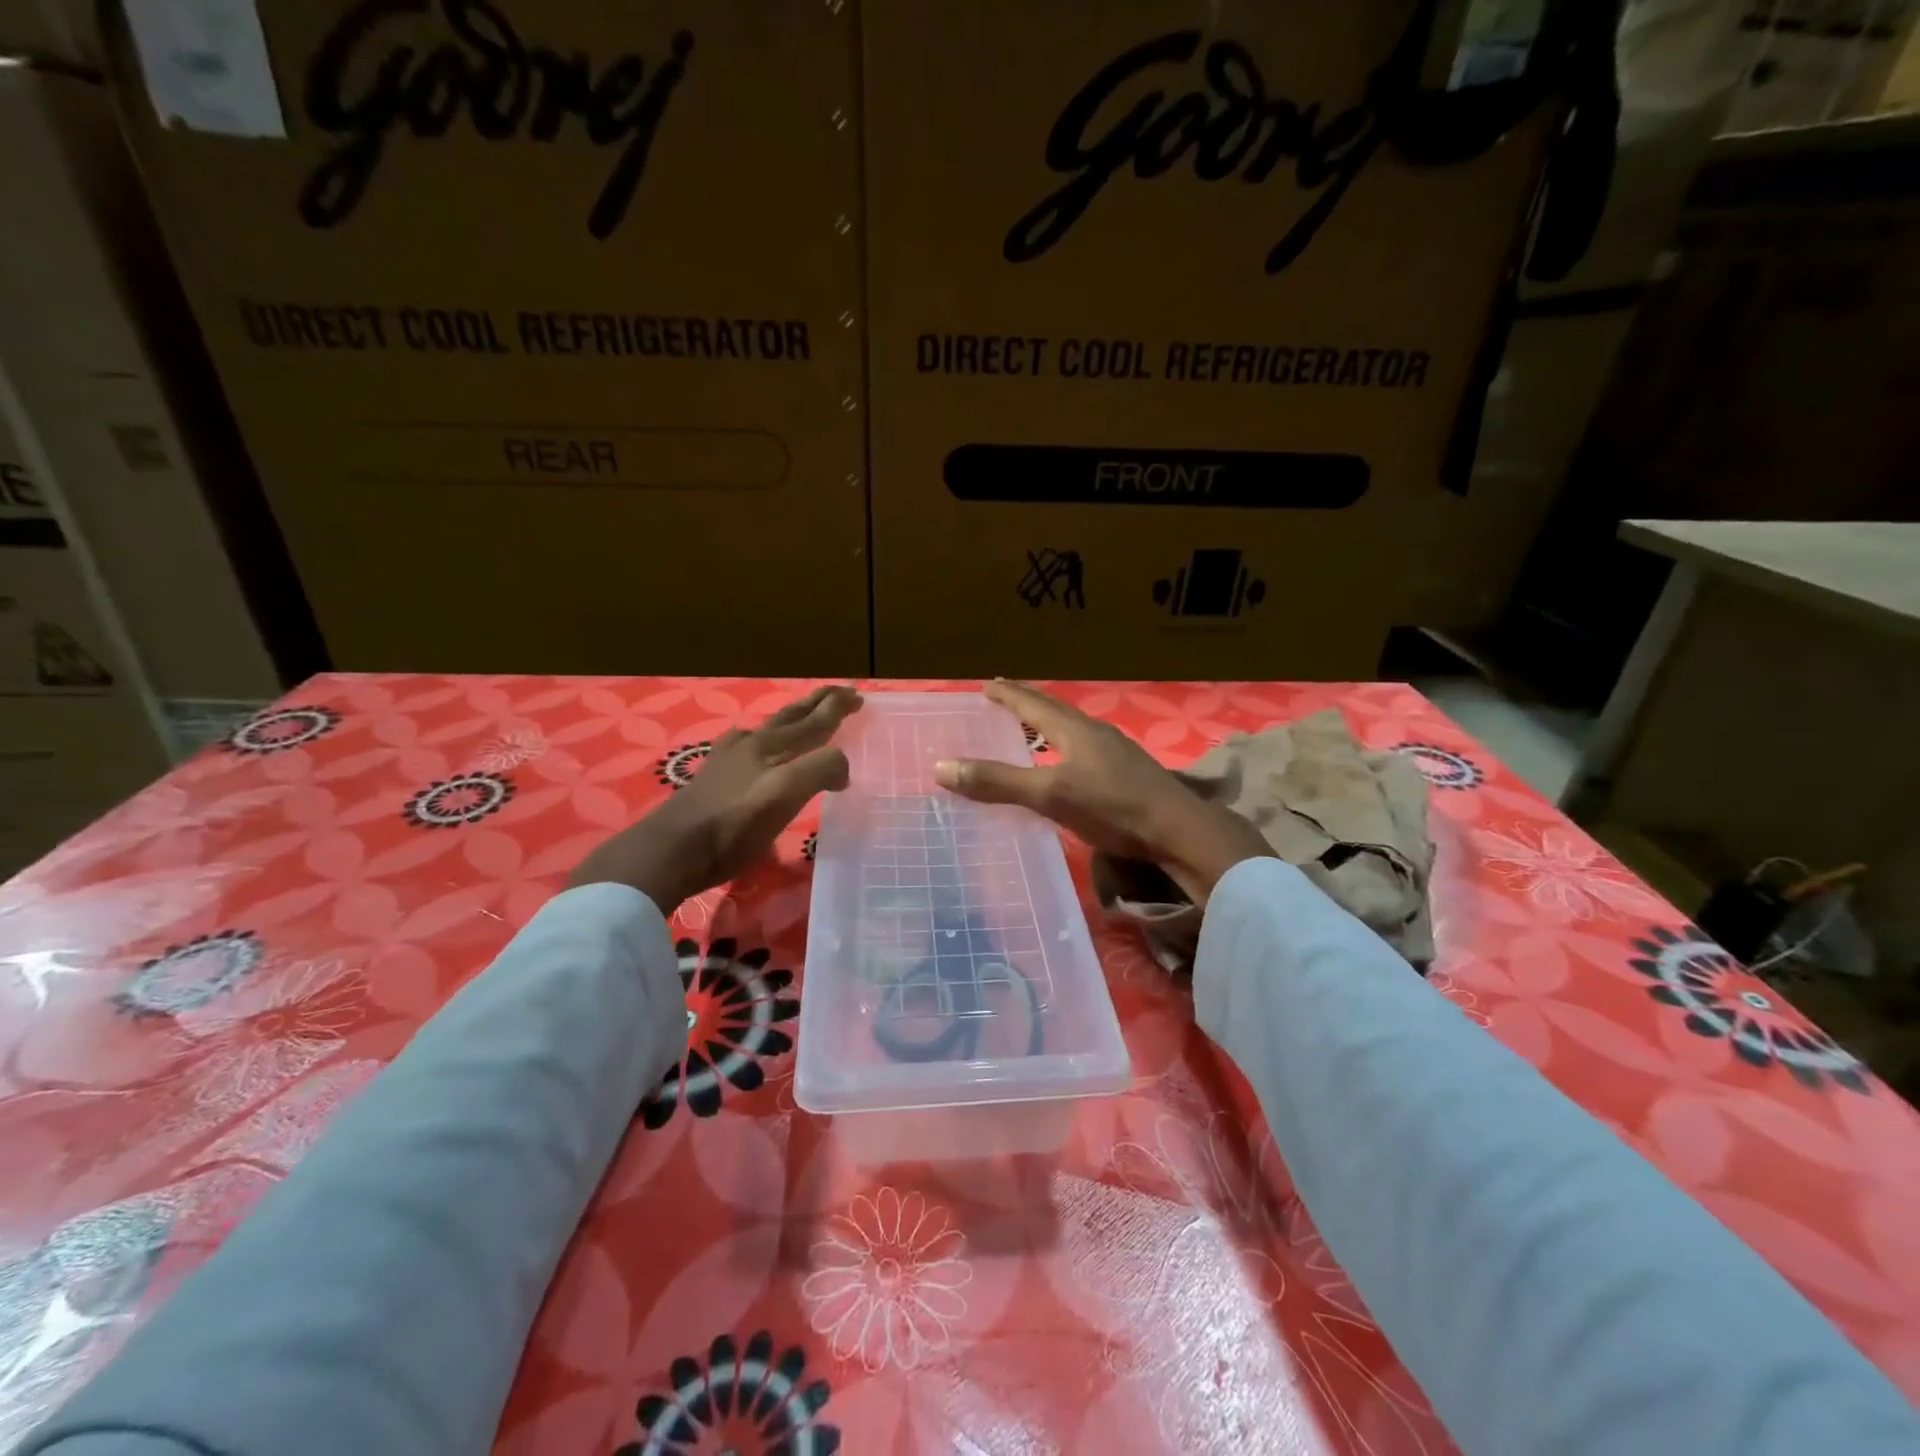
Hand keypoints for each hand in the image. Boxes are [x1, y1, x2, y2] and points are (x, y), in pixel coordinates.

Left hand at [569, 685, 862, 910]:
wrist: (672, 851)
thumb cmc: (733, 825)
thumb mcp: (785, 794)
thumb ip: (819, 769)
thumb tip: (842, 767)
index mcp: (773, 747)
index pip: (814, 720)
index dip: (837, 708)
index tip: (859, 697)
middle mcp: (752, 746)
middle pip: (791, 717)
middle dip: (817, 704)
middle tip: (839, 694)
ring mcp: (729, 761)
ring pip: (768, 730)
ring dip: (792, 719)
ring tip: (802, 717)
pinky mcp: (713, 780)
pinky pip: (746, 749)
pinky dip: (762, 740)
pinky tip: (752, 747)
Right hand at [934, 681, 1270, 903]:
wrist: (1178, 830)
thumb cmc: (1112, 807)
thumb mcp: (1050, 794)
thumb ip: (999, 782)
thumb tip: (943, 767)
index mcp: (1074, 729)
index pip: (1032, 703)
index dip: (1006, 694)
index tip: (985, 684)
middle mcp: (1095, 732)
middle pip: (1054, 710)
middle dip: (1027, 704)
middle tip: (1003, 700)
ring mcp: (1115, 751)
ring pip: (1072, 729)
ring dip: (1048, 726)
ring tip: (1030, 730)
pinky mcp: (1127, 772)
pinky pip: (1086, 749)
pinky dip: (1065, 748)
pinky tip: (1066, 765)